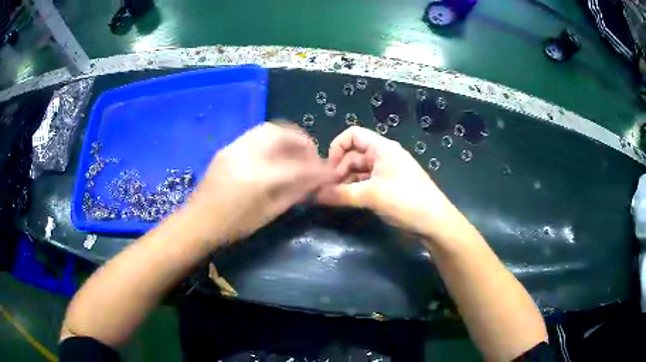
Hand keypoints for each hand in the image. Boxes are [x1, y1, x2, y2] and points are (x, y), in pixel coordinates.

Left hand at [187, 122, 333, 243]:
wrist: (199, 221)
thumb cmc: (234, 225)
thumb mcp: (269, 213)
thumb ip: (295, 193)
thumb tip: (315, 182)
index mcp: (259, 179)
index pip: (298, 168)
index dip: (318, 169)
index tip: (329, 172)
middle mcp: (247, 155)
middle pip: (283, 135)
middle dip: (304, 142)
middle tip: (312, 155)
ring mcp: (235, 147)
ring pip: (269, 129)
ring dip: (288, 137)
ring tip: (296, 151)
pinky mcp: (228, 147)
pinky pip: (256, 134)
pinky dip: (273, 138)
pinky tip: (276, 152)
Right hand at [317, 126, 464, 238]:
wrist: (435, 222)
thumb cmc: (405, 200)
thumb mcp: (372, 195)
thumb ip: (341, 194)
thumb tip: (315, 195)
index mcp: (382, 148)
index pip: (353, 135)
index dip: (337, 147)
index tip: (328, 169)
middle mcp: (384, 156)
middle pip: (353, 154)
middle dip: (338, 169)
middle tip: (327, 189)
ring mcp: (387, 172)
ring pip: (359, 171)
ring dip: (345, 182)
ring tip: (333, 198)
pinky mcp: (389, 187)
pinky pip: (366, 183)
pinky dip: (355, 190)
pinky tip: (346, 201)